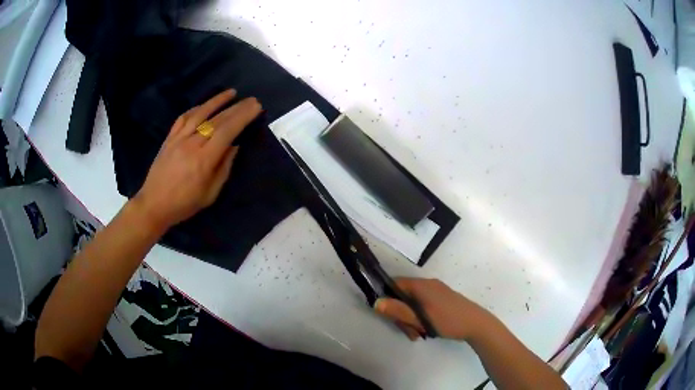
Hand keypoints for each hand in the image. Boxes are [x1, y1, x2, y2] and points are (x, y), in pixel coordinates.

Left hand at [133, 89, 261, 232]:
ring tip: (231, 93)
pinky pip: (183, 118)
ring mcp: (178, 139)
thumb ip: (223, 168)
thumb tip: (234, 146)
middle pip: (217, 120)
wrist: (154, 205)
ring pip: (200, 114)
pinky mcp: (169, 138)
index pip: (227, 131)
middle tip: (251, 100)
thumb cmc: (184, 204)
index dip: (242, 117)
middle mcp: (192, 144)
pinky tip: (204, 105)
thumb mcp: (210, 194)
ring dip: (217, 101)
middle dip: (236, 108)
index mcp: (204, 160)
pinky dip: (196, 109)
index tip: (256, 107)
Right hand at [374, 278, 491, 340]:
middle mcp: (427, 284)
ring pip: (413, 304)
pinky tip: (425, 330)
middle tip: (409, 331)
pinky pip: (423, 306)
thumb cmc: (448, 320)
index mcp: (421, 285)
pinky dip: (420, 318)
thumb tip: (376, 302)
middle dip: (402, 315)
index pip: (395, 283)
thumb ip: (398, 311)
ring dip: (411, 320)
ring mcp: (436, 291)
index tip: (387, 314)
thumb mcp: (421, 319)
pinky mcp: (441, 299)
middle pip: (403, 296)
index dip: (386, 297)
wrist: (476, 324)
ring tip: (418, 334)